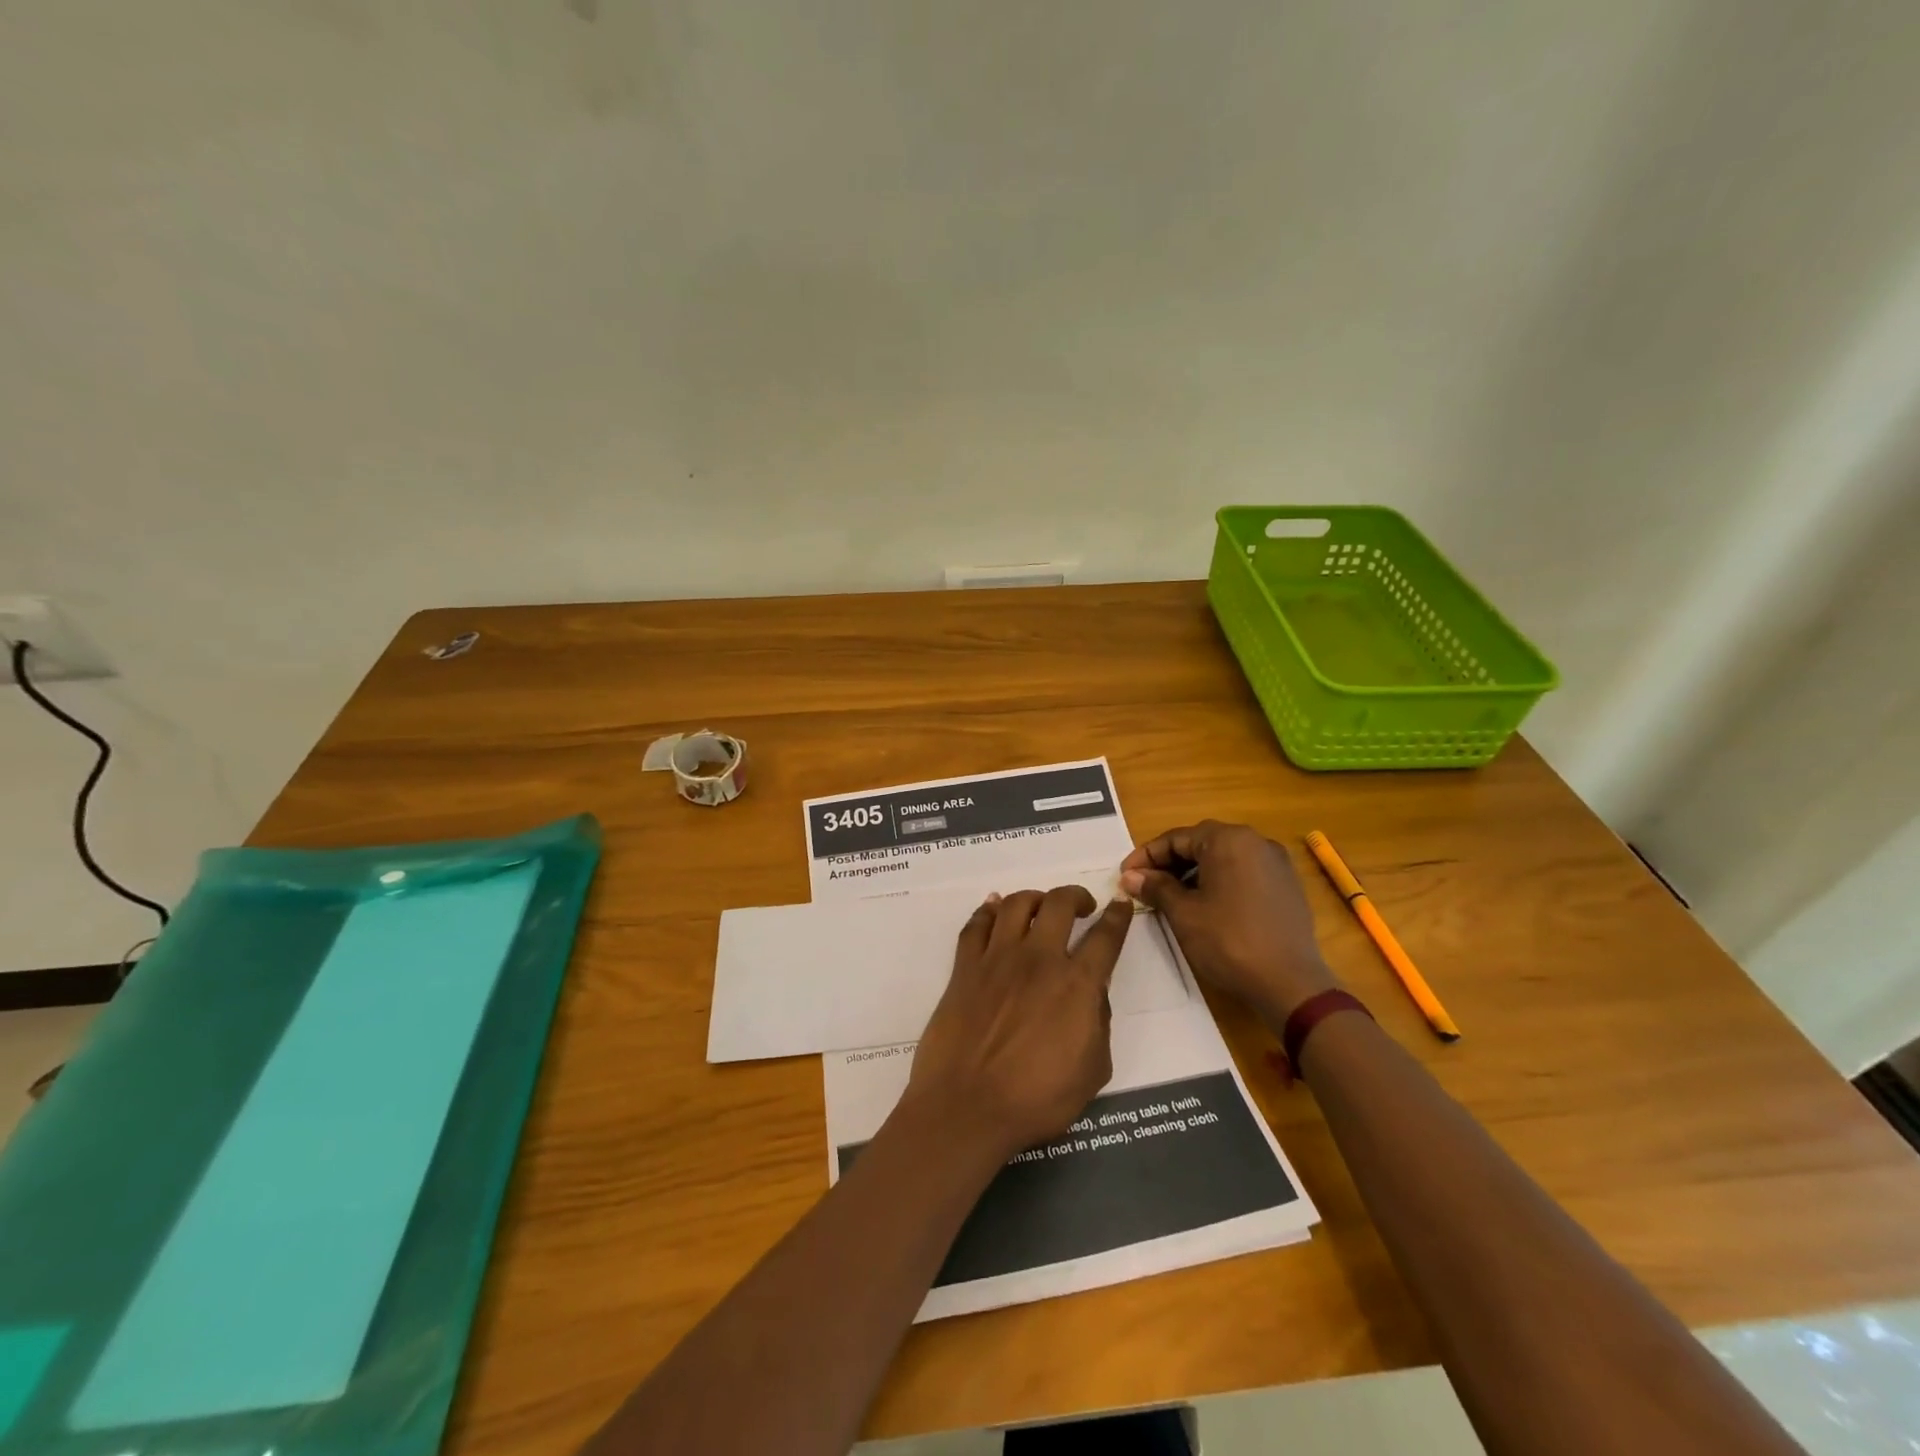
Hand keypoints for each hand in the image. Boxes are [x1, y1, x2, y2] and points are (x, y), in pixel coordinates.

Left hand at [902, 886, 1133, 1162]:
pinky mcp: (965, 967)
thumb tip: (1093, 994)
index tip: (1121, 903)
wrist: (967, 1106)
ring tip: (1040, 907)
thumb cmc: (1036, 1100)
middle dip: (1076, 896)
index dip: (1117, 916)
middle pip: (1059, 904)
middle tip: (1081, 906)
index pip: (1106, 937)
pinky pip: (977, 924)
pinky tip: (994, 909)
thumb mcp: (1093, 1071)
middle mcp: (1039, 959)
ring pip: (1017, 904)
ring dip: (1034, 898)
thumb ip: (1099, 1024)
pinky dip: (988, 910)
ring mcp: (997, 958)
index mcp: (1077, 985)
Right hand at [1120, 820, 1337, 1022]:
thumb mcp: (1184, 913)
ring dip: (1193, 872)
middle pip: (1201, 843)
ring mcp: (1275, 863)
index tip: (1125, 875)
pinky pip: (1243, 872)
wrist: (1290, 984)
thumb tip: (1130, 876)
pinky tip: (1205, 905)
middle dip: (1169, 862)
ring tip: (1171, 896)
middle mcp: (1255, 841)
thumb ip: (1156, 887)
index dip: (1146, 856)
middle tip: (1144, 885)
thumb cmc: (1229, 941)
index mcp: (1228, 840)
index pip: (1176, 838)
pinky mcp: (1287, 885)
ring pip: (1223, 857)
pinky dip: (1219, 881)